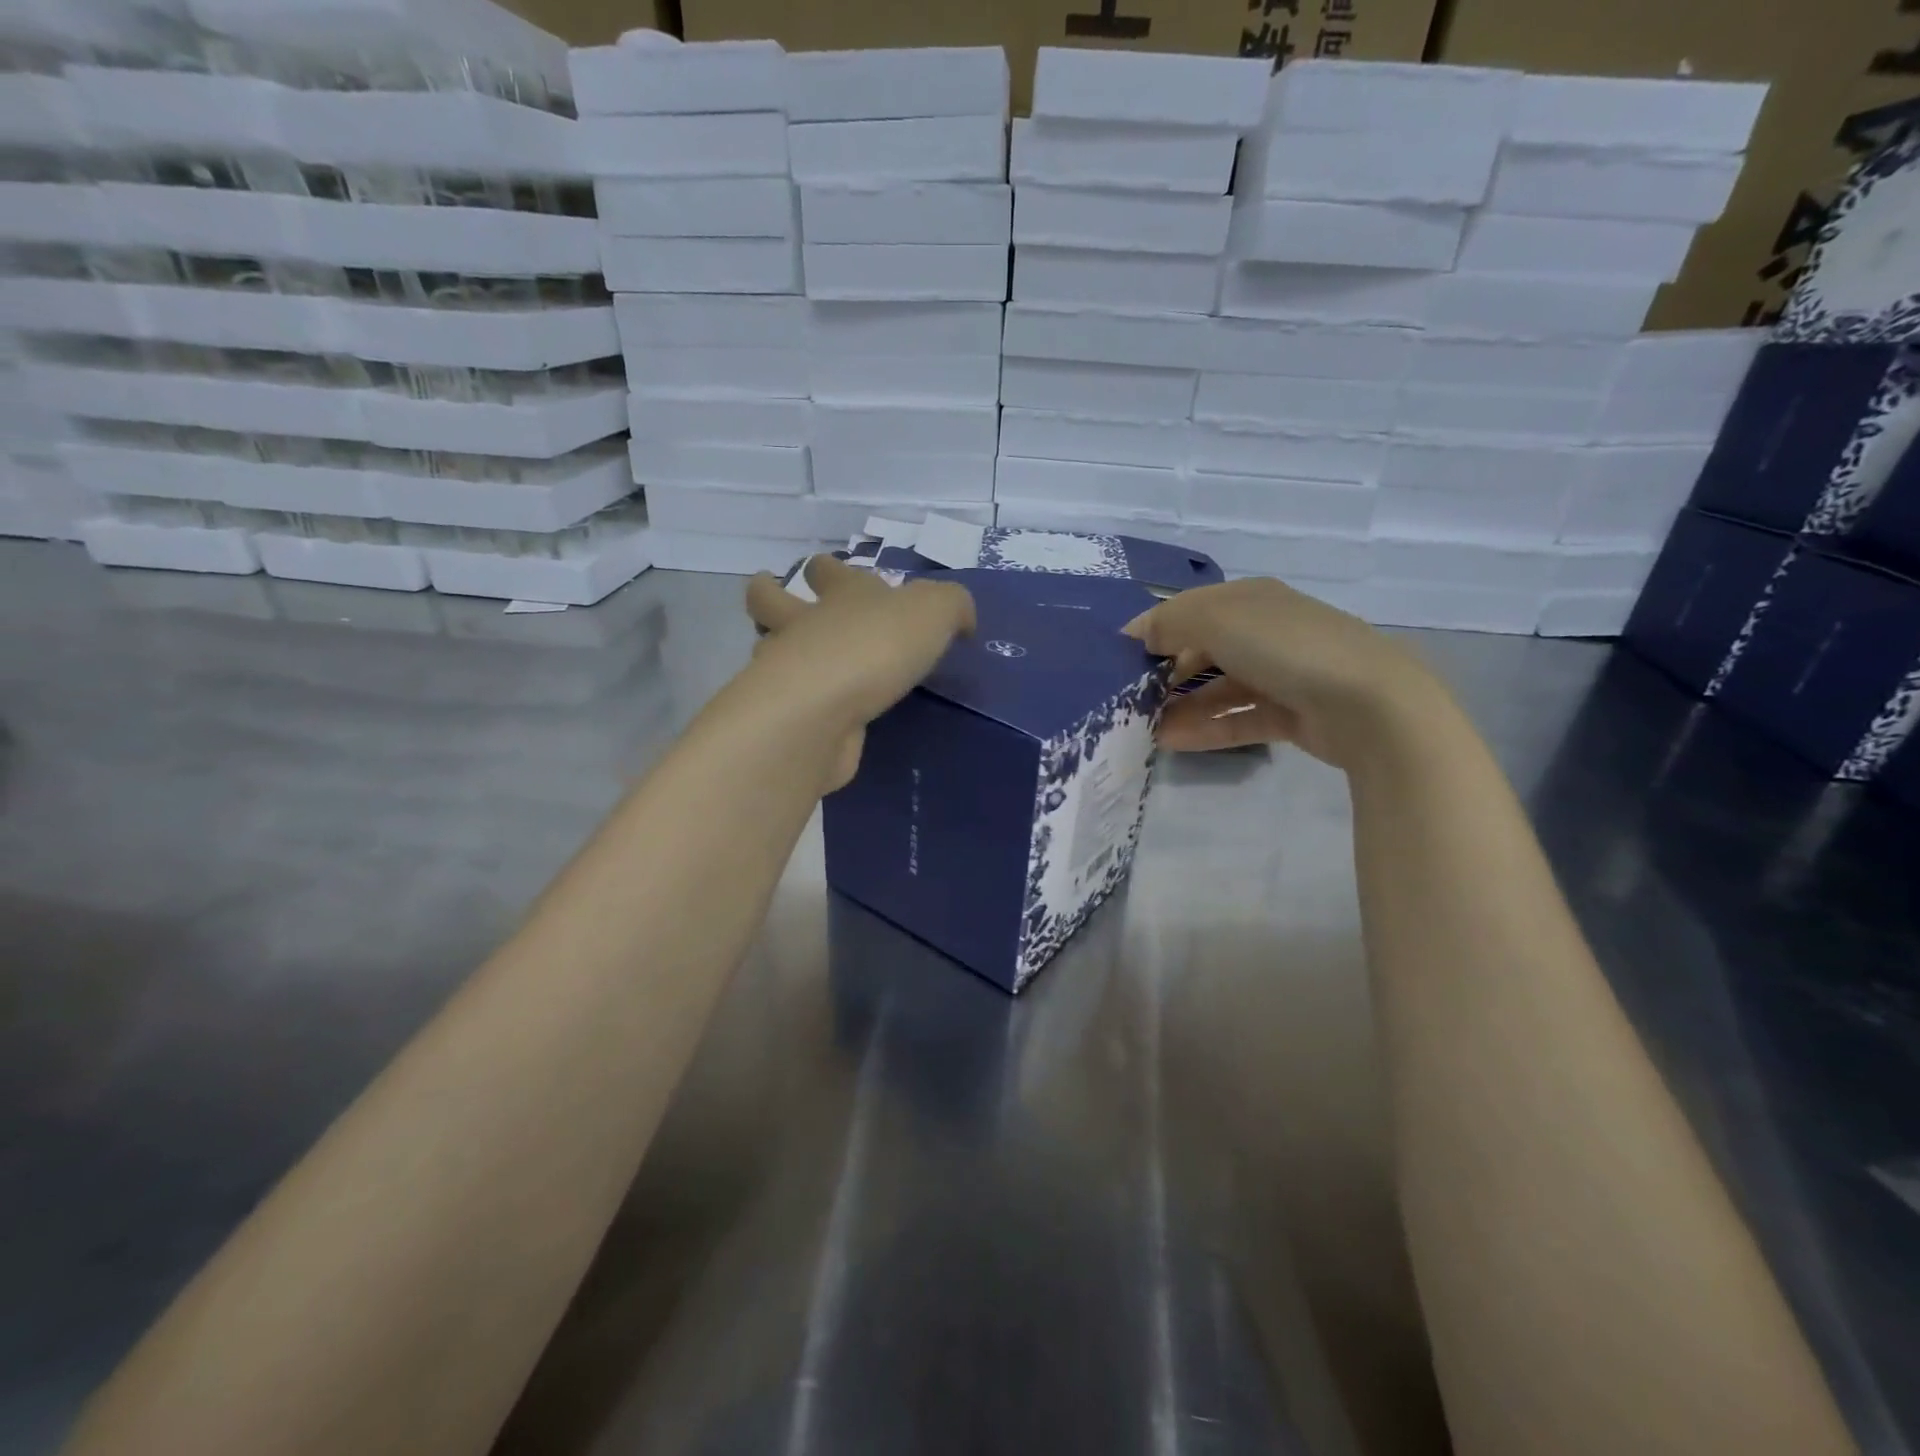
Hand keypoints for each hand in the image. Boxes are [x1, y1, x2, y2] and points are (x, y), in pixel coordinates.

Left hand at [741, 555, 974, 790]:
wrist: (824, 711)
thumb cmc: (877, 647)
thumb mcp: (934, 611)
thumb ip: (952, 607)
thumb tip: (962, 621)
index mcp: (843, 594)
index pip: (827, 570)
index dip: (826, 568)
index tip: (827, 573)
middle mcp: (806, 626)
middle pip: (771, 599)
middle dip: (769, 594)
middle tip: (778, 603)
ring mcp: (788, 671)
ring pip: (769, 648)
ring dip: (776, 650)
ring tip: (795, 661)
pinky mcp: (788, 716)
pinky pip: (791, 702)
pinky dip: (798, 702)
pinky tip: (816, 713)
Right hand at [1123, 578, 1447, 767]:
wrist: (1371, 704)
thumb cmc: (1287, 647)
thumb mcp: (1218, 620)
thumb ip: (1170, 622)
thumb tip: (1139, 633)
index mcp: (1252, 600)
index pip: (1192, 609)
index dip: (1155, 629)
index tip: (1120, 659)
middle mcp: (1267, 632)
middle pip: (1205, 649)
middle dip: (1167, 672)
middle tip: (1132, 699)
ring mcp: (1283, 675)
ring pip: (1220, 688)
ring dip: (1182, 706)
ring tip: (1145, 728)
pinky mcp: (1293, 715)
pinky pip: (1239, 719)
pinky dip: (1207, 729)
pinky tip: (1173, 742)